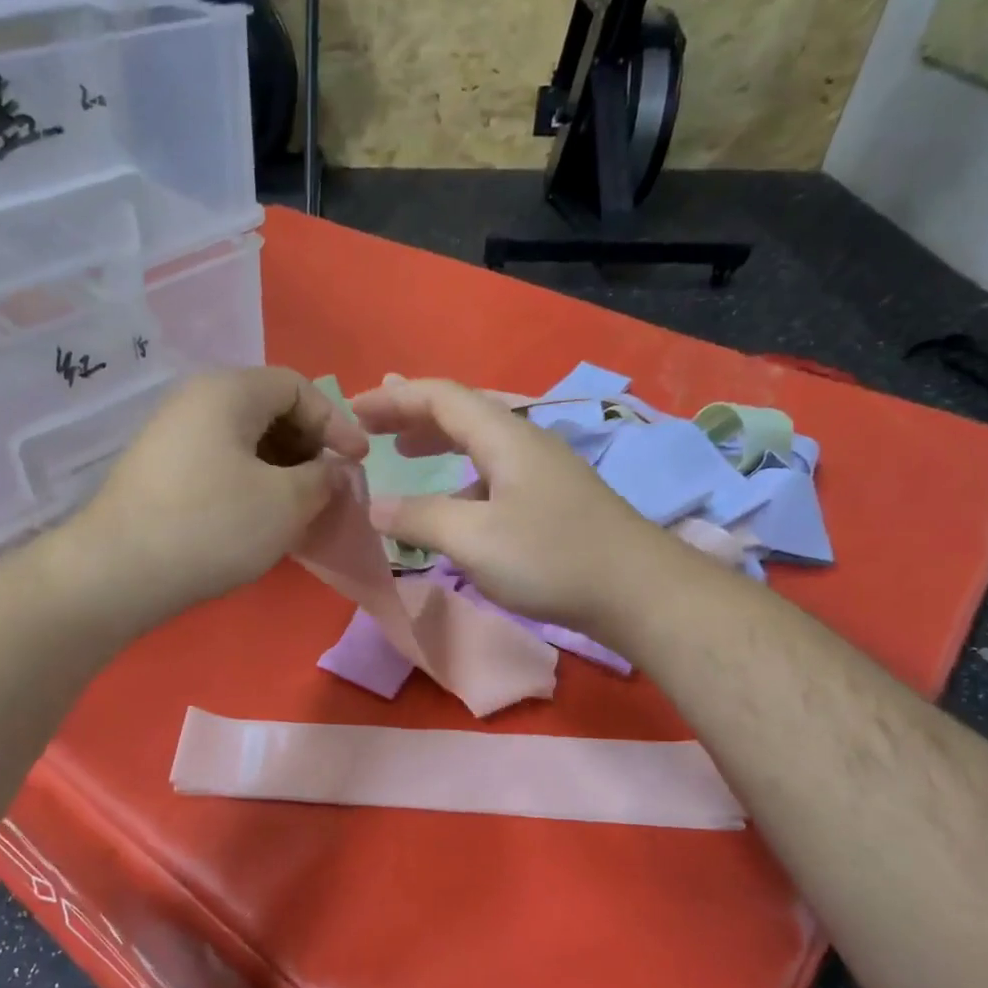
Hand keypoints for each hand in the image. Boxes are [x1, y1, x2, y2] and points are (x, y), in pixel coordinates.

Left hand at [74, 366, 367, 619]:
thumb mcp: (286, 503)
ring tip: (300, 509)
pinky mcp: (161, 473)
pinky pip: (221, 464)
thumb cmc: (213, 527)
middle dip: (309, 447)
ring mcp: (172, 437)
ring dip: (282, 470)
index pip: (297, 386)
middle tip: (329, 487)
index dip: (336, 421)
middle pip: (269, 410)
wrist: (119, 572)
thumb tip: (335, 471)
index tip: (359, 462)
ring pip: (245, 442)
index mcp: (228, 392)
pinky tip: (261, 520)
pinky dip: (252, 484)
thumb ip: (324, 478)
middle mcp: (195, 402)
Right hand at [350, 378, 658, 630]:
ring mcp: (542, 471)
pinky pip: (493, 473)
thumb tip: (373, 506)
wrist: (636, 591)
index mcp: (504, 437)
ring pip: (479, 444)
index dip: (392, 400)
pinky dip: (460, 478)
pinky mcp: (552, 500)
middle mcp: (524, 442)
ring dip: (437, 444)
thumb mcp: (474, 539)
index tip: (351, 411)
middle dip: (411, 416)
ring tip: (404, 455)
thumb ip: (420, 518)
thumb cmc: (551, 558)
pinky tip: (453, 507)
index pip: (440, 397)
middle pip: (460, 413)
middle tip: (371, 427)